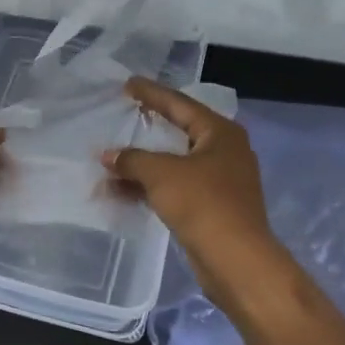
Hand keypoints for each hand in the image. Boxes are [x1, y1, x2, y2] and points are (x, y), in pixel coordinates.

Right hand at [102, 77, 287, 300]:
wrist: (236, 260)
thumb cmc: (202, 204)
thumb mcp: (161, 174)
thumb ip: (132, 160)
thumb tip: (108, 156)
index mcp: (220, 133)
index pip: (179, 104)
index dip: (151, 93)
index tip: (128, 84)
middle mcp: (224, 151)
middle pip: (179, 132)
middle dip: (147, 130)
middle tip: (124, 115)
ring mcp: (220, 181)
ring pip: (174, 164)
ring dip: (142, 166)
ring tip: (109, 163)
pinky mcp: (212, 207)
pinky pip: (175, 188)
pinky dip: (151, 187)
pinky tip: (122, 192)